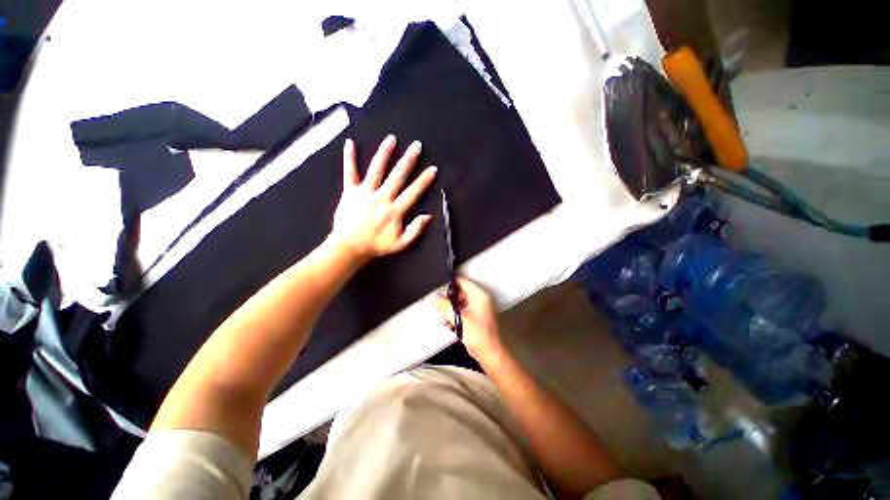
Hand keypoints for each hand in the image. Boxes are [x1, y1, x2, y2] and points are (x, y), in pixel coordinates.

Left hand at [331, 135, 437, 260]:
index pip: (413, 192)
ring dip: (384, 153)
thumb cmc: (376, 245)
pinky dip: (349, 158)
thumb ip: (415, 230)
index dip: (424, 180)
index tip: (432, 169)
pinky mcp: (350, 192)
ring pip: (376, 169)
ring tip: (392, 139)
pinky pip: (350, 173)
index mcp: (394, 210)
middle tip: (416, 146)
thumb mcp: (401, 243)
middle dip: (408, 160)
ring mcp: (365, 193)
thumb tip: (427, 216)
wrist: (349, 246)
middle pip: (397, 176)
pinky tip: (350, 143)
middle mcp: (381, 198)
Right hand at [436, 277, 504, 363]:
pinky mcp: (477, 319)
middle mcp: (480, 300)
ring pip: (460, 304)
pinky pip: (463, 313)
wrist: (490, 353)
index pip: (463, 282)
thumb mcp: (458, 318)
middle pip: (460, 294)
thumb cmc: (481, 336)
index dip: (451, 284)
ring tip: (445, 320)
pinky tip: (451, 325)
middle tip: (442, 308)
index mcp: (479, 296)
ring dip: (451, 311)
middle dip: (449, 302)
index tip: (441, 288)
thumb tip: (438, 299)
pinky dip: (455, 317)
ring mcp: (479, 310)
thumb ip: (446, 306)